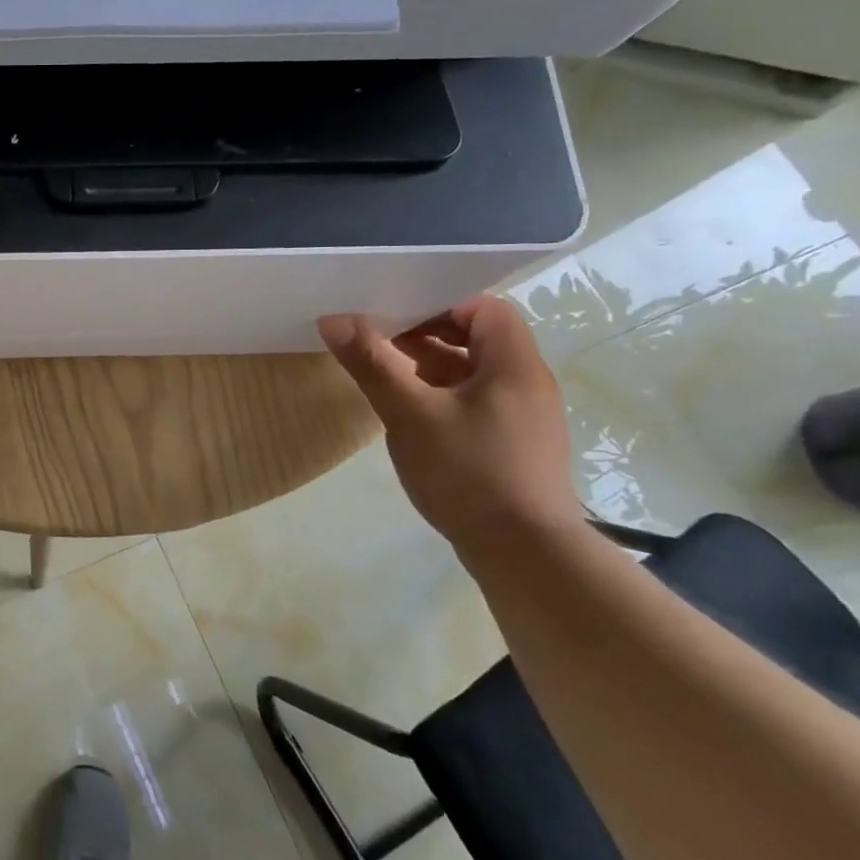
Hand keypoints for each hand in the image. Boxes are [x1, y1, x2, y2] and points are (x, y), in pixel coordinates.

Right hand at [318, 298, 582, 552]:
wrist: (524, 553)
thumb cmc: (468, 471)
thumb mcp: (410, 414)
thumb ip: (372, 363)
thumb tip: (334, 318)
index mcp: (513, 365)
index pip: (482, 308)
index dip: (438, 306)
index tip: (393, 320)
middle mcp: (525, 383)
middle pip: (475, 340)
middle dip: (423, 338)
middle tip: (376, 347)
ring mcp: (522, 418)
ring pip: (471, 375)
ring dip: (427, 370)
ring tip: (382, 380)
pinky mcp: (513, 446)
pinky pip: (473, 404)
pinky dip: (440, 399)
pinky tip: (409, 419)